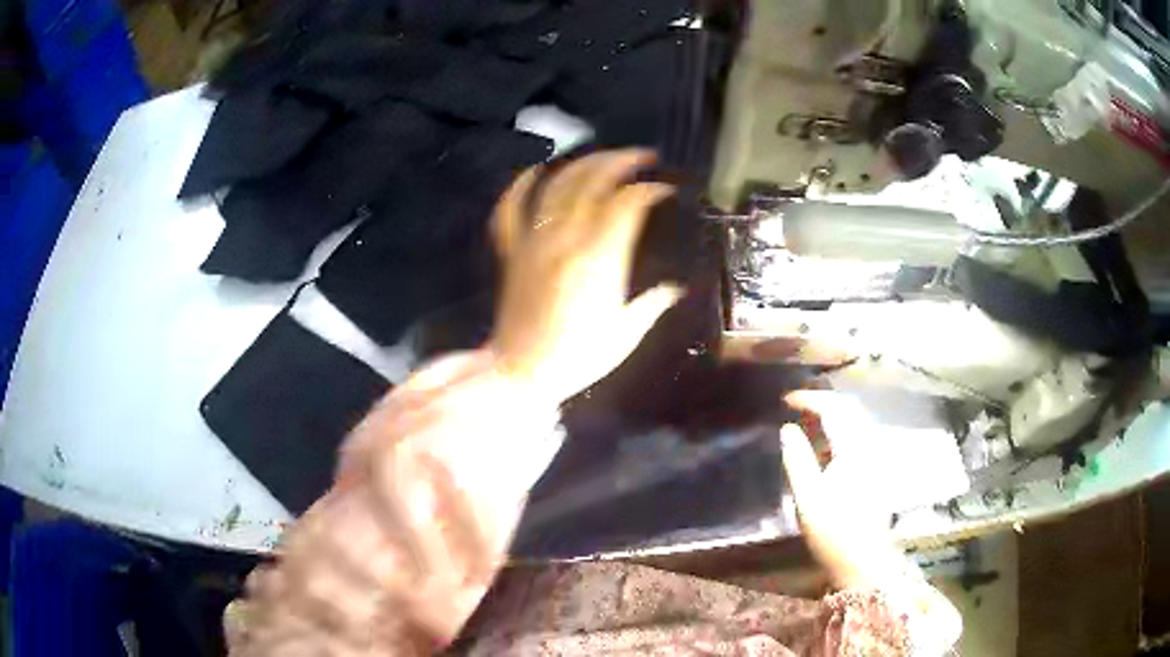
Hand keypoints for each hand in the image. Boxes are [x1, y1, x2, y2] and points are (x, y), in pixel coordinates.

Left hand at [491, 149, 684, 402]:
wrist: (522, 373)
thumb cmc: (577, 358)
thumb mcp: (626, 334)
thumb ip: (652, 305)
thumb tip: (675, 288)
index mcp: (600, 259)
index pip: (628, 204)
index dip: (649, 189)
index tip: (665, 190)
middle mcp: (566, 240)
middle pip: (593, 181)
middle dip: (620, 161)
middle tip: (641, 157)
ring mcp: (534, 242)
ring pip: (555, 186)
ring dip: (581, 163)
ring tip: (601, 157)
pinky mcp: (512, 252)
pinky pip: (509, 210)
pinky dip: (519, 186)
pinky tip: (535, 171)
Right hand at [781, 391, 908, 591]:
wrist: (864, 561)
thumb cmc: (833, 530)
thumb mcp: (807, 497)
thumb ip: (797, 459)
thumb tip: (787, 428)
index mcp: (853, 449)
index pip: (834, 409)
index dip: (810, 399)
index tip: (786, 399)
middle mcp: (868, 446)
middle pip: (848, 410)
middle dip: (822, 402)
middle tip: (795, 406)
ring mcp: (874, 459)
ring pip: (853, 424)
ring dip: (830, 417)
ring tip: (805, 422)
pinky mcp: (874, 472)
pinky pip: (855, 439)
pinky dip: (837, 433)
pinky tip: (823, 448)